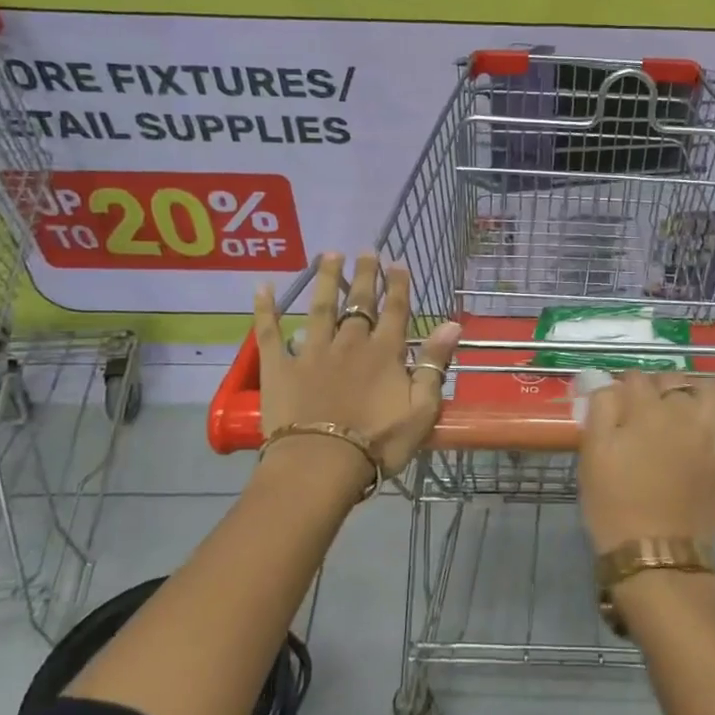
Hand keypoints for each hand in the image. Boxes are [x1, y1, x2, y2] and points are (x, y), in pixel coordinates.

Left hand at [253, 252, 461, 494]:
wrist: (321, 464)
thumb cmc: (378, 442)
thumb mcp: (422, 408)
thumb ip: (434, 363)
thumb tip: (452, 324)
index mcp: (385, 353)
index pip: (395, 310)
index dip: (398, 286)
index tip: (398, 263)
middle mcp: (349, 343)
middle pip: (359, 302)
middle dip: (365, 275)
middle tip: (365, 251)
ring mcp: (312, 352)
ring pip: (320, 307)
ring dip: (326, 280)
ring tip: (328, 255)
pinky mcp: (280, 368)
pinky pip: (270, 333)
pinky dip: (265, 309)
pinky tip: (262, 287)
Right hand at [577, 372, 714, 555]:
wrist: (657, 554)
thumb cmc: (615, 505)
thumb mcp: (593, 455)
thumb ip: (601, 410)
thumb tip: (611, 385)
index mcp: (645, 411)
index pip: (635, 378)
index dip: (624, 387)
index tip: (618, 402)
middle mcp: (684, 412)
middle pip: (673, 379)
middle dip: (657, 387)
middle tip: (647, 408)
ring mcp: (713, 432)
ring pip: (711, 389)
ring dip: (696, 390)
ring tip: (686, 406)